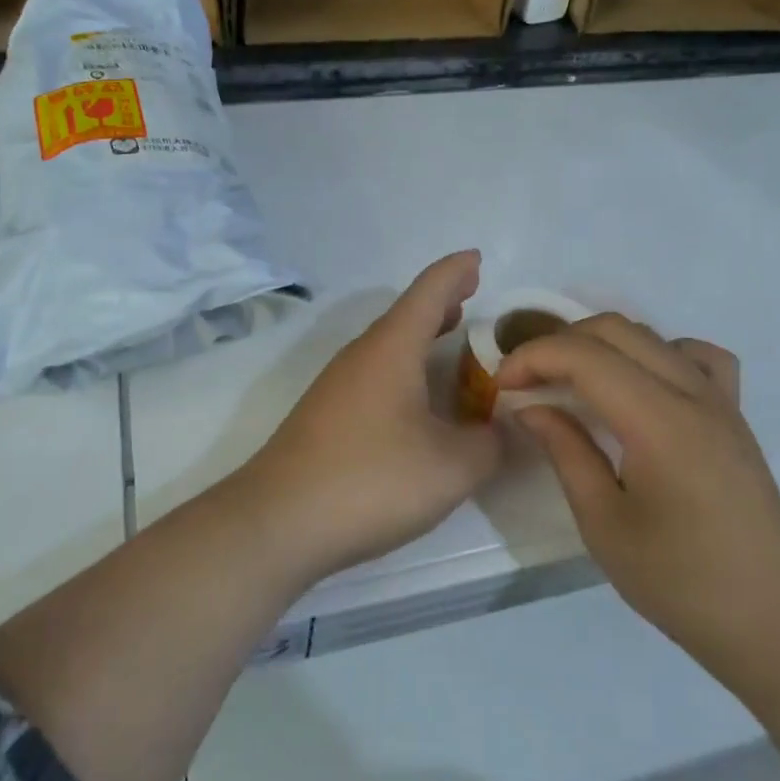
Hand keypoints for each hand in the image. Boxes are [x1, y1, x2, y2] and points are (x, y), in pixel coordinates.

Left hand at [242, 251, 504, 579]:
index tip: (476, 258)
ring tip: (451, 338)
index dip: (456, 272)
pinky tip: (417, 399)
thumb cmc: (371, 480)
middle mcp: (361, 355)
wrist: (278, 521)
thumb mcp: (452, 467)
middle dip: (441, 303)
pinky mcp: (326, 414)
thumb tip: (500, 430)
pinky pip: (375, 373)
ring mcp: (337, 385)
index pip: (429, 292)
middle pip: (406, 315)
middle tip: (472, 297)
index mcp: (392, 348)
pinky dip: (405, 369)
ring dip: (421, 337)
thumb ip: (489, 443)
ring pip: (388, 346)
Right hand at [498, 315, 779, 666]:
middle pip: (616, 330)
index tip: (501, 384)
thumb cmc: (680, 582)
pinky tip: (644, 387)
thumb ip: (565, 452)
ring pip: (653, 336)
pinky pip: (698, 357)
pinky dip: (659, 353)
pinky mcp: (735, 416)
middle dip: (559, 343)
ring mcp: (722, 401)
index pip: (586, 356)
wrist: (773, 621)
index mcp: (659, 422)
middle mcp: (694, 394)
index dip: (534, 358)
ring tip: (574, 381)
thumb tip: (531, 407)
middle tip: (528, 381)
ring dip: (602, 345)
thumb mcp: (603, 523)